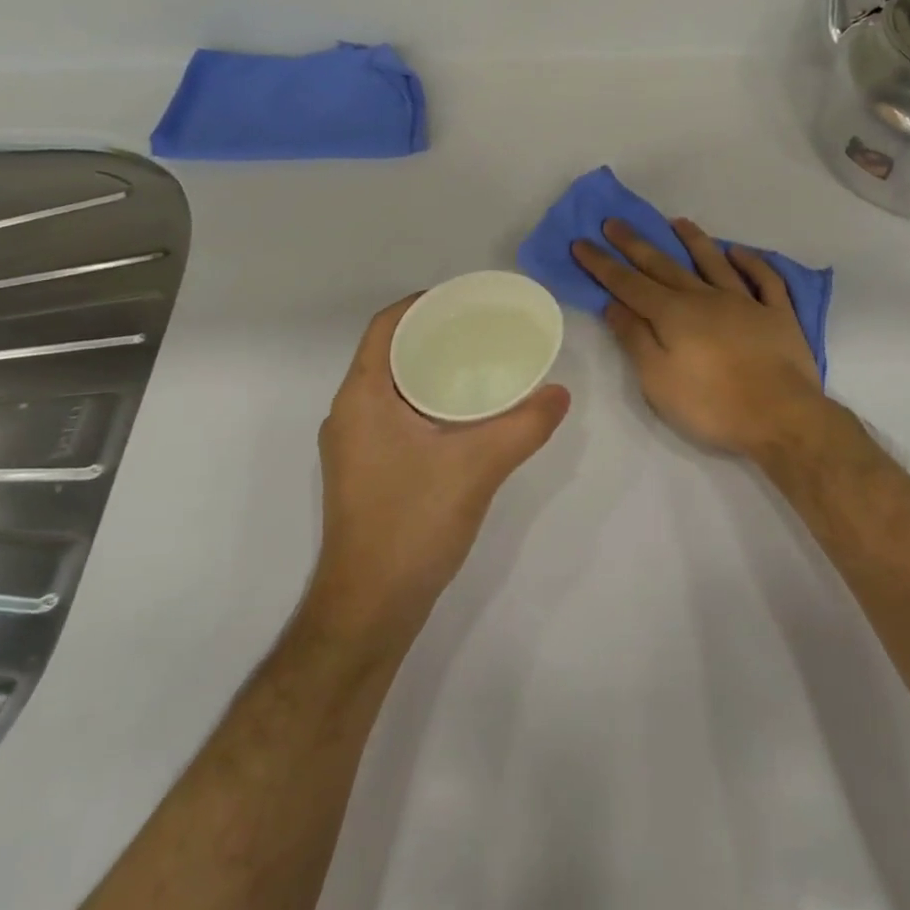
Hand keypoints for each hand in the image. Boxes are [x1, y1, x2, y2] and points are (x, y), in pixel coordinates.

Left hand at [310, 296, 570, 640]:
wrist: (369, 610)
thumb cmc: (411, 525)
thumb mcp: (477, 468)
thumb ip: (523, 426)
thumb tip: (560, 393)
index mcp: (361, 398)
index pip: (385, 327)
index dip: (422, 304)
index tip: (465, 300)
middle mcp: (349, 414)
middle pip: (390, 353)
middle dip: (434, 335)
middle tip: (484, 329)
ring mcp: (354, 446)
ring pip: (393, 388)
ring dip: (431, 370)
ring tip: (480, 364)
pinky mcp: (365, 471)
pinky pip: (396, 415)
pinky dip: (427, 401)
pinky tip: (465, 415)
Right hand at [573, 218, 826, 459]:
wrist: (780, 417)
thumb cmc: (711, 405)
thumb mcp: (658, 379)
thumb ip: (635, 338)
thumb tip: (613, 304)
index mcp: (673, 314)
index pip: (628, 283)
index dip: (602, 264)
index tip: (581, 242)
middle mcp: (705, 297)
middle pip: (664, 265)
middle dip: (635, 243)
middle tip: (613, 221)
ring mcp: (745, 301)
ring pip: (714, 262)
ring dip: (693, 240)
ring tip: (677, 222)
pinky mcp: (777, 314)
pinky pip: (764, 279)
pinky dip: (751, 262)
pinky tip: (739, 252)